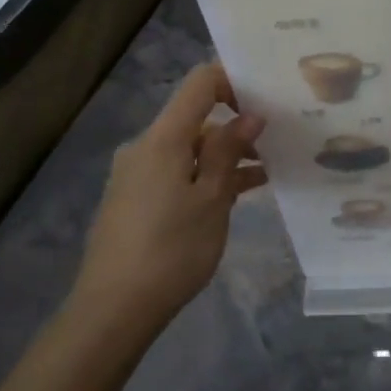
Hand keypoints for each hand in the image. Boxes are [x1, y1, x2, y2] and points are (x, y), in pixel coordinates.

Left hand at [69, 63, 265, 345]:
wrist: (113, 310)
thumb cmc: (171, 250)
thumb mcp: (212, 199)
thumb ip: (229, 152)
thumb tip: (250, 115)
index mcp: (163, 138)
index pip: (200, 84)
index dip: (234, 81)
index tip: (268, 98)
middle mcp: (145, 147)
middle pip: (195, 118)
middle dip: (236, 126)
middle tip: (278, 140)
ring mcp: (137, 175)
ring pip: (189, 149)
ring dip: (225, 156)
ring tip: (268, 170)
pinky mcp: (135, 200)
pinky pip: (177, 173)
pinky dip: (205, 177)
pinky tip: (237, 194)